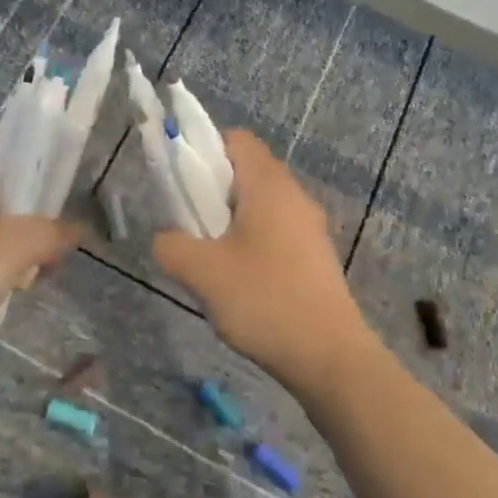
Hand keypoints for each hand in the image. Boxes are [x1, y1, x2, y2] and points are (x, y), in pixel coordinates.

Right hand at [153, 130, 377, 398]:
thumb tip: (166, 238)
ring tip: (209, 259)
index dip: (203, 151)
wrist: (330, 358)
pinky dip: (250, 243)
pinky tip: (238, 282)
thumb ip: (171, 245)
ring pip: (259, 205)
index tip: (182, 185)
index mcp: (269, 185)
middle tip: (188, 226)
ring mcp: (309, 228)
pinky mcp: (315, 257)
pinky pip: (274, 232)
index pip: (235, 140)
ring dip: (229, 222)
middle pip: (246, 172)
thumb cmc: (264, 300)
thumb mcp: (201, 272)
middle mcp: (294, 196)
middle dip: (211, 192)